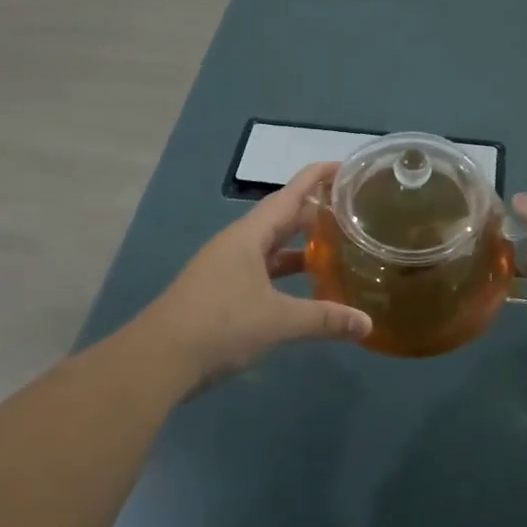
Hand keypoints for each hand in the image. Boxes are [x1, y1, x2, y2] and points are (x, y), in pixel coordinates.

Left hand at [139, 162, 372, 388]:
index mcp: (249, 235)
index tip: (345, 167)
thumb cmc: (220, 325)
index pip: (290, 194)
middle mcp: (237, 244)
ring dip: (300, 246)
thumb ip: (324, 319)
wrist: (159, 359)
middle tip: (351, 211)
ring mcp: (226, 268)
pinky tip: (304, 289)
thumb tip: (367, 324)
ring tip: (335, 247)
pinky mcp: (221, 292)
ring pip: (271, 247)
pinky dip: (285, 274)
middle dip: (314, 212)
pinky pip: (262, 271)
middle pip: (281, 218)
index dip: (317, 177)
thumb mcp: (277, 320)